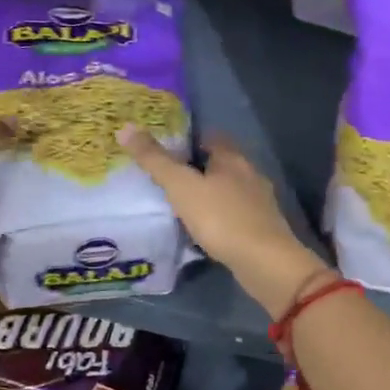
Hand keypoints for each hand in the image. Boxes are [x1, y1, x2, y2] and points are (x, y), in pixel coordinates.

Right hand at [117, 127, 330, 317]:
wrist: (264, 262)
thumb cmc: (221, 218)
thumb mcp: (181, 186)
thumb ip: (155, 160)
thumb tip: (125, 127)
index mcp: (232, 157)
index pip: (209, 136)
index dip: (187, 139)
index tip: (164, 148)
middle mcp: (249, 173)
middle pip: (219, 163)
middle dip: (195, 168)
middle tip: (166, 177)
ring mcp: (258, 202)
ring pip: (227, 189)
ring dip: (207, 193)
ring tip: (179, 204)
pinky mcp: (260, 227)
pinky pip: (233, 213)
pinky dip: (217, 216)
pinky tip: (202, 229)